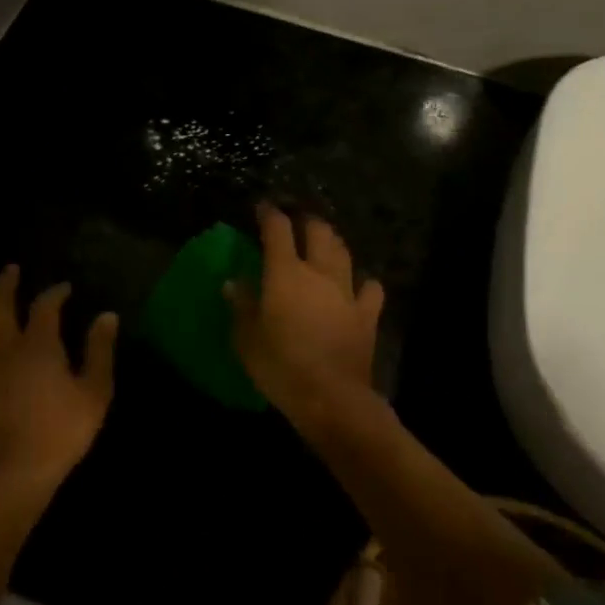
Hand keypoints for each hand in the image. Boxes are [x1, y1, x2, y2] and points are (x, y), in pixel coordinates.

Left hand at [0, 265, 118, 508]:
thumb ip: (100, 351)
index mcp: (38, 344)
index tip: (64, 288)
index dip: (55, 292)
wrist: (13, 472)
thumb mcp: (95, 392)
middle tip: (10, 270)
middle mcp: (3, 346)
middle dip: (5, 282)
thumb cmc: (60, 432)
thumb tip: (107, 316)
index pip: (45, 305)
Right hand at [226, 204, 383, 430]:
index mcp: (285, 273)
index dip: (269, 213)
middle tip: (295, 220)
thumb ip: (241, 305)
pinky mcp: (368, 315)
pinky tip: (357, 285)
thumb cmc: (280, 366)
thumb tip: (233, 282)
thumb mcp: (246, 338)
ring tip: (324, 242)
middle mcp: (319, 273)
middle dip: (306, 220)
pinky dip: (363, 281)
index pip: (278, 229)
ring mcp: (348, 292)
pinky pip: (371, 288)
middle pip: (318, 231)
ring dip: (333, 242)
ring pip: (344, 252)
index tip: (261, 207)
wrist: (331, 397)